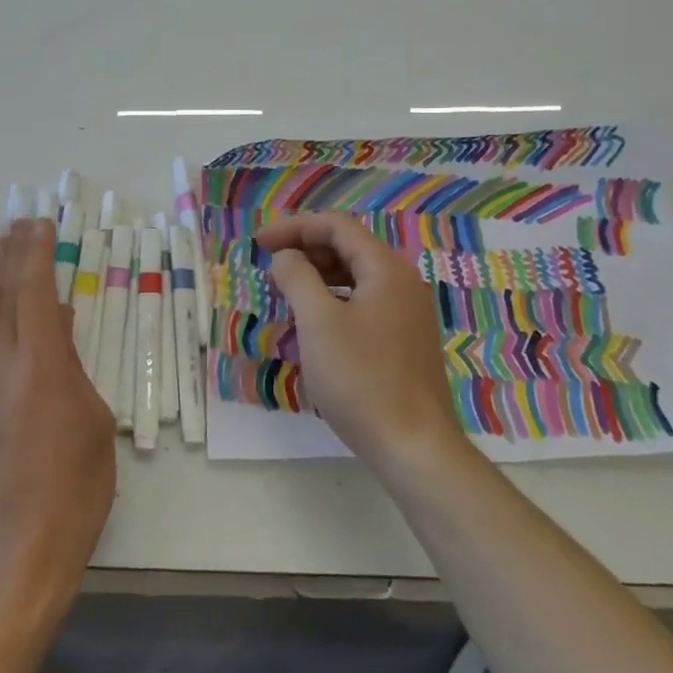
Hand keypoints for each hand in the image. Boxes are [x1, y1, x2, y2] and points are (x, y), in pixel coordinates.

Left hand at [0, 218, 116, 598]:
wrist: (18, 547)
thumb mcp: (94, 420)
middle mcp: (2, 363)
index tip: (41, 223)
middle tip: (20, 222)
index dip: (38, 253)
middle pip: (4, 293)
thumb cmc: (75, 486)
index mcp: (41, 363)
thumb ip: (74, 366)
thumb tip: (62, 327)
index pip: (35, 291)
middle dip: (13, 254)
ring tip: (1, 247)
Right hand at [257, 213, 464, 473]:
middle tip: (268, 263)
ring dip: (318, 275)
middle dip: (305, 249)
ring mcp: (407, 313)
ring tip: (285, 289)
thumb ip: (298, 278)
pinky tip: (313, 321)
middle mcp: (402, 283)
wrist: (413, 445)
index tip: (259, 243)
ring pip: (356, 277)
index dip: (295, 227)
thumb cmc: (361, 379)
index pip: (338, 227)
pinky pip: (364, 302)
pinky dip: (334, 299)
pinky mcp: (404, 340)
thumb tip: (286, 258)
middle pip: (349, 248)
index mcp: (386, 270)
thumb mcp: (318, 323)